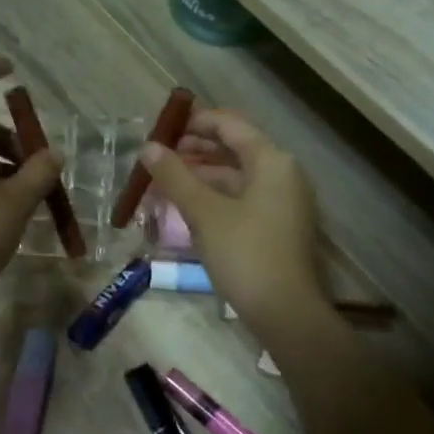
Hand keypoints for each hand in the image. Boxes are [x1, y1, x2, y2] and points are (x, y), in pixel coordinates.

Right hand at [138, 110, 330, 337]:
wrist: (285, 312)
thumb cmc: (245, 254)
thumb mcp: (204, 213)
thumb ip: (175, 176)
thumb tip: (148, 147)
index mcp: (271, 161)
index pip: (230, 125)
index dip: (195, 121)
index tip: (162, 128)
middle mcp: (282, 173)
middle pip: (235, 148)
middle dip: (195, 149)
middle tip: (158, 156)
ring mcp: (282, 201)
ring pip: (236, 175)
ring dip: (201, 174)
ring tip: (165, 181)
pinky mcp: (277, 225)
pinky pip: (242, 197)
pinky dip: (214, 195)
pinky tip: (187, 206)